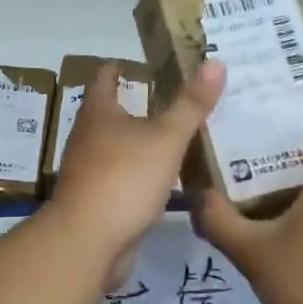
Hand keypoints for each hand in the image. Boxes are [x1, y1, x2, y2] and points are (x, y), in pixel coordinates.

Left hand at [48, 59, 224, 284]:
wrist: (87, 242)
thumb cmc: (124, 178)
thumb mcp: (166, 138)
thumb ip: (191, 104)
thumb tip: (215, 62)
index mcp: (98, 114)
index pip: (104, 78)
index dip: (120, 67)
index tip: (142, 63)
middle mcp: (87, 138)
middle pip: (110, 113)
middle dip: (137, 105)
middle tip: (174, 100)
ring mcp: (89, 172)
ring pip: (118, 148)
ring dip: (141, 143)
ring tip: (176, 139)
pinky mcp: (97, 202)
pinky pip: (122, 179)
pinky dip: (141, 175)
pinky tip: (166, 182)